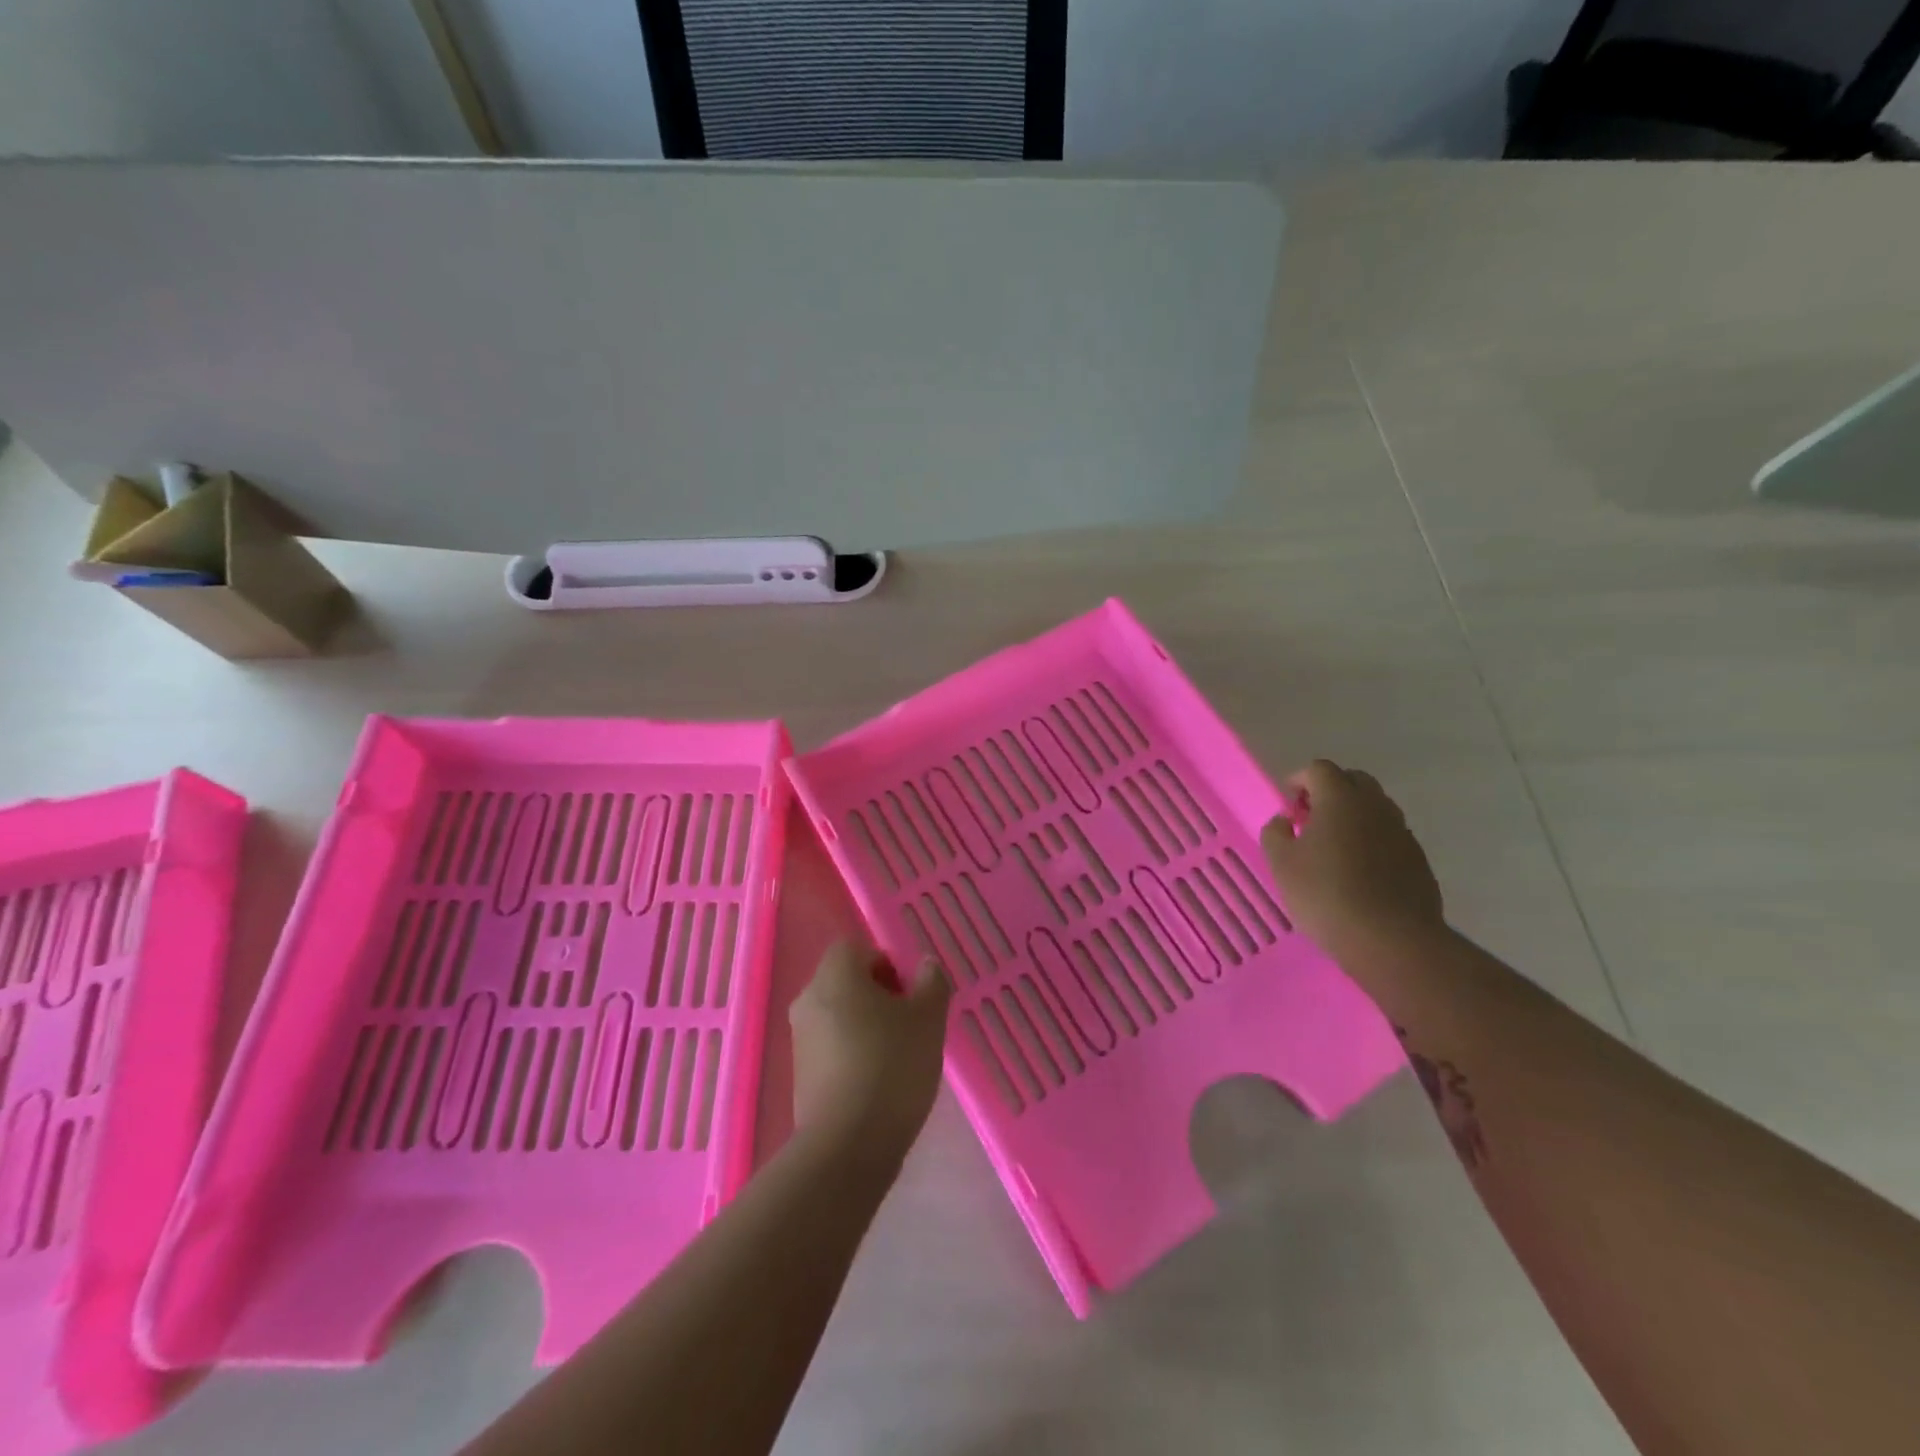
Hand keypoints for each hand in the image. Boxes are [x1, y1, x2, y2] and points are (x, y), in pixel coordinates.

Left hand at [788, 941, 950, 1168]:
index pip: (856, 948)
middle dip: (879, 995)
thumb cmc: (891, 1066)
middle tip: (911, 1022)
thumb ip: (931, 983)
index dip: (886, 963)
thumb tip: (925, 965)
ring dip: (867, 1026)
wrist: (847, 1147)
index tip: (910, 993)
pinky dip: (853, 1054)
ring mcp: (800, 1040)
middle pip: (846, 981)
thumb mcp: (928, 1019)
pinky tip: (879, 1083)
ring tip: (899, 1056)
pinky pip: (831, 1048)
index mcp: (835, 975)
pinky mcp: (800, 1076)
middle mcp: (809, 999)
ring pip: (839, 1015)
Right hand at [1261, 759, 1444, 957]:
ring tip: (1334, 848)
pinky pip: (1389, 836)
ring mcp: (1402, 832)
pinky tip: (1358, 872)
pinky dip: (1372, 841)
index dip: (1299, 780)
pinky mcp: (1417, 859)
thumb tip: (1285, 821)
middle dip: (1330, 792)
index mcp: (1341, 799)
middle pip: (1353, 781)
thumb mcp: (1281, 863)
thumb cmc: (1325, 894)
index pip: (1319, 769)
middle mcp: (1376, 806)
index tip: (1289, 805)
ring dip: (1353, 816)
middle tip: (1310, 820)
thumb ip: (1275, 833)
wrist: (1391, 940)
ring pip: (1375, 808)